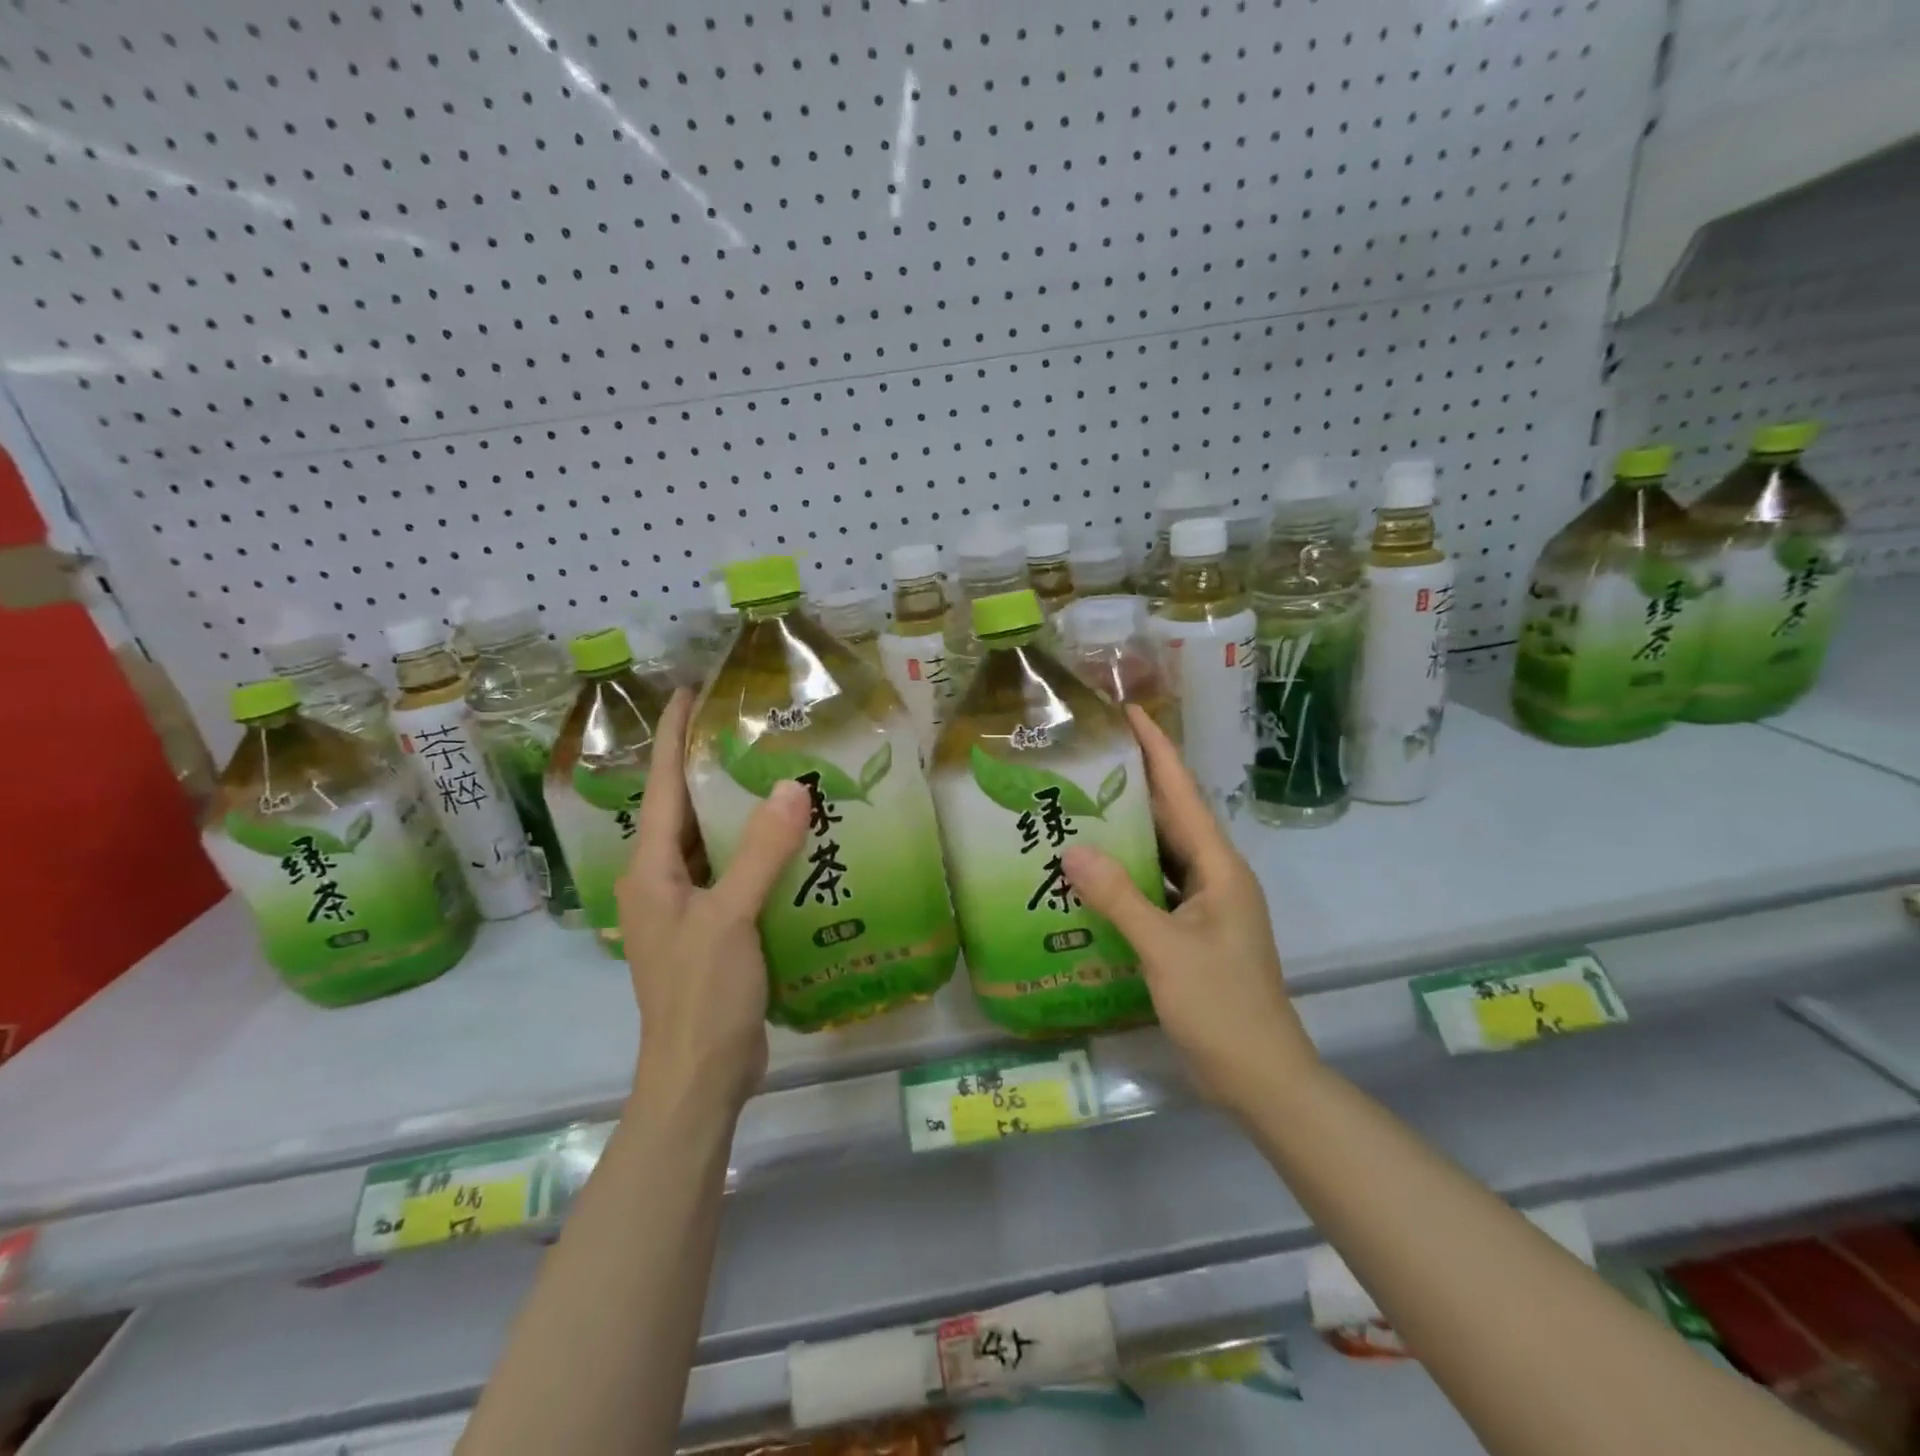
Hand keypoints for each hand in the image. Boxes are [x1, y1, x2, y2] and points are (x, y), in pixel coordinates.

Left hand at [616, 689, 810, 1114]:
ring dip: (735, 809)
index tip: (688, 691)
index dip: (671, 736)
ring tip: (774, 770)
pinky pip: (731, 872)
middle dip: (707, 765)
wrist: (700, 1078)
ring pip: (709, 842)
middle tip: (748, 726)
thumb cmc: (702, 995)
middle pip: (682, 809)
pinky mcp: (713, 929)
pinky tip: (790, 839)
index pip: (660, 786)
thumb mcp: (731, 918)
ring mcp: (686, 908)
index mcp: (650, 870)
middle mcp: (660, 882)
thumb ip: (761, 852)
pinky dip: (754, 850)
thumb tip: (790, 786)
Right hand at [1062, 706, 1317, 1110]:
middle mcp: (1215, 877)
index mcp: (1220, 868)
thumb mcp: (1166, 949)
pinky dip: (1127, 875)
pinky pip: (1156, 887)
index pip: (1184, 795)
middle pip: (1171, 818)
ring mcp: (1206, 906)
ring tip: (1078, 806)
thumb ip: (1120, 897)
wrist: (1261, 1076)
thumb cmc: (1222, 1006)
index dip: (1158, 750)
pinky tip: (1092, 873)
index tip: (1130, 712)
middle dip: (1134, 785)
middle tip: (1086, 759)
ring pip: (1162, 854)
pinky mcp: (1193, 932)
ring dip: (1126, 832)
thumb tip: (1072, 849)